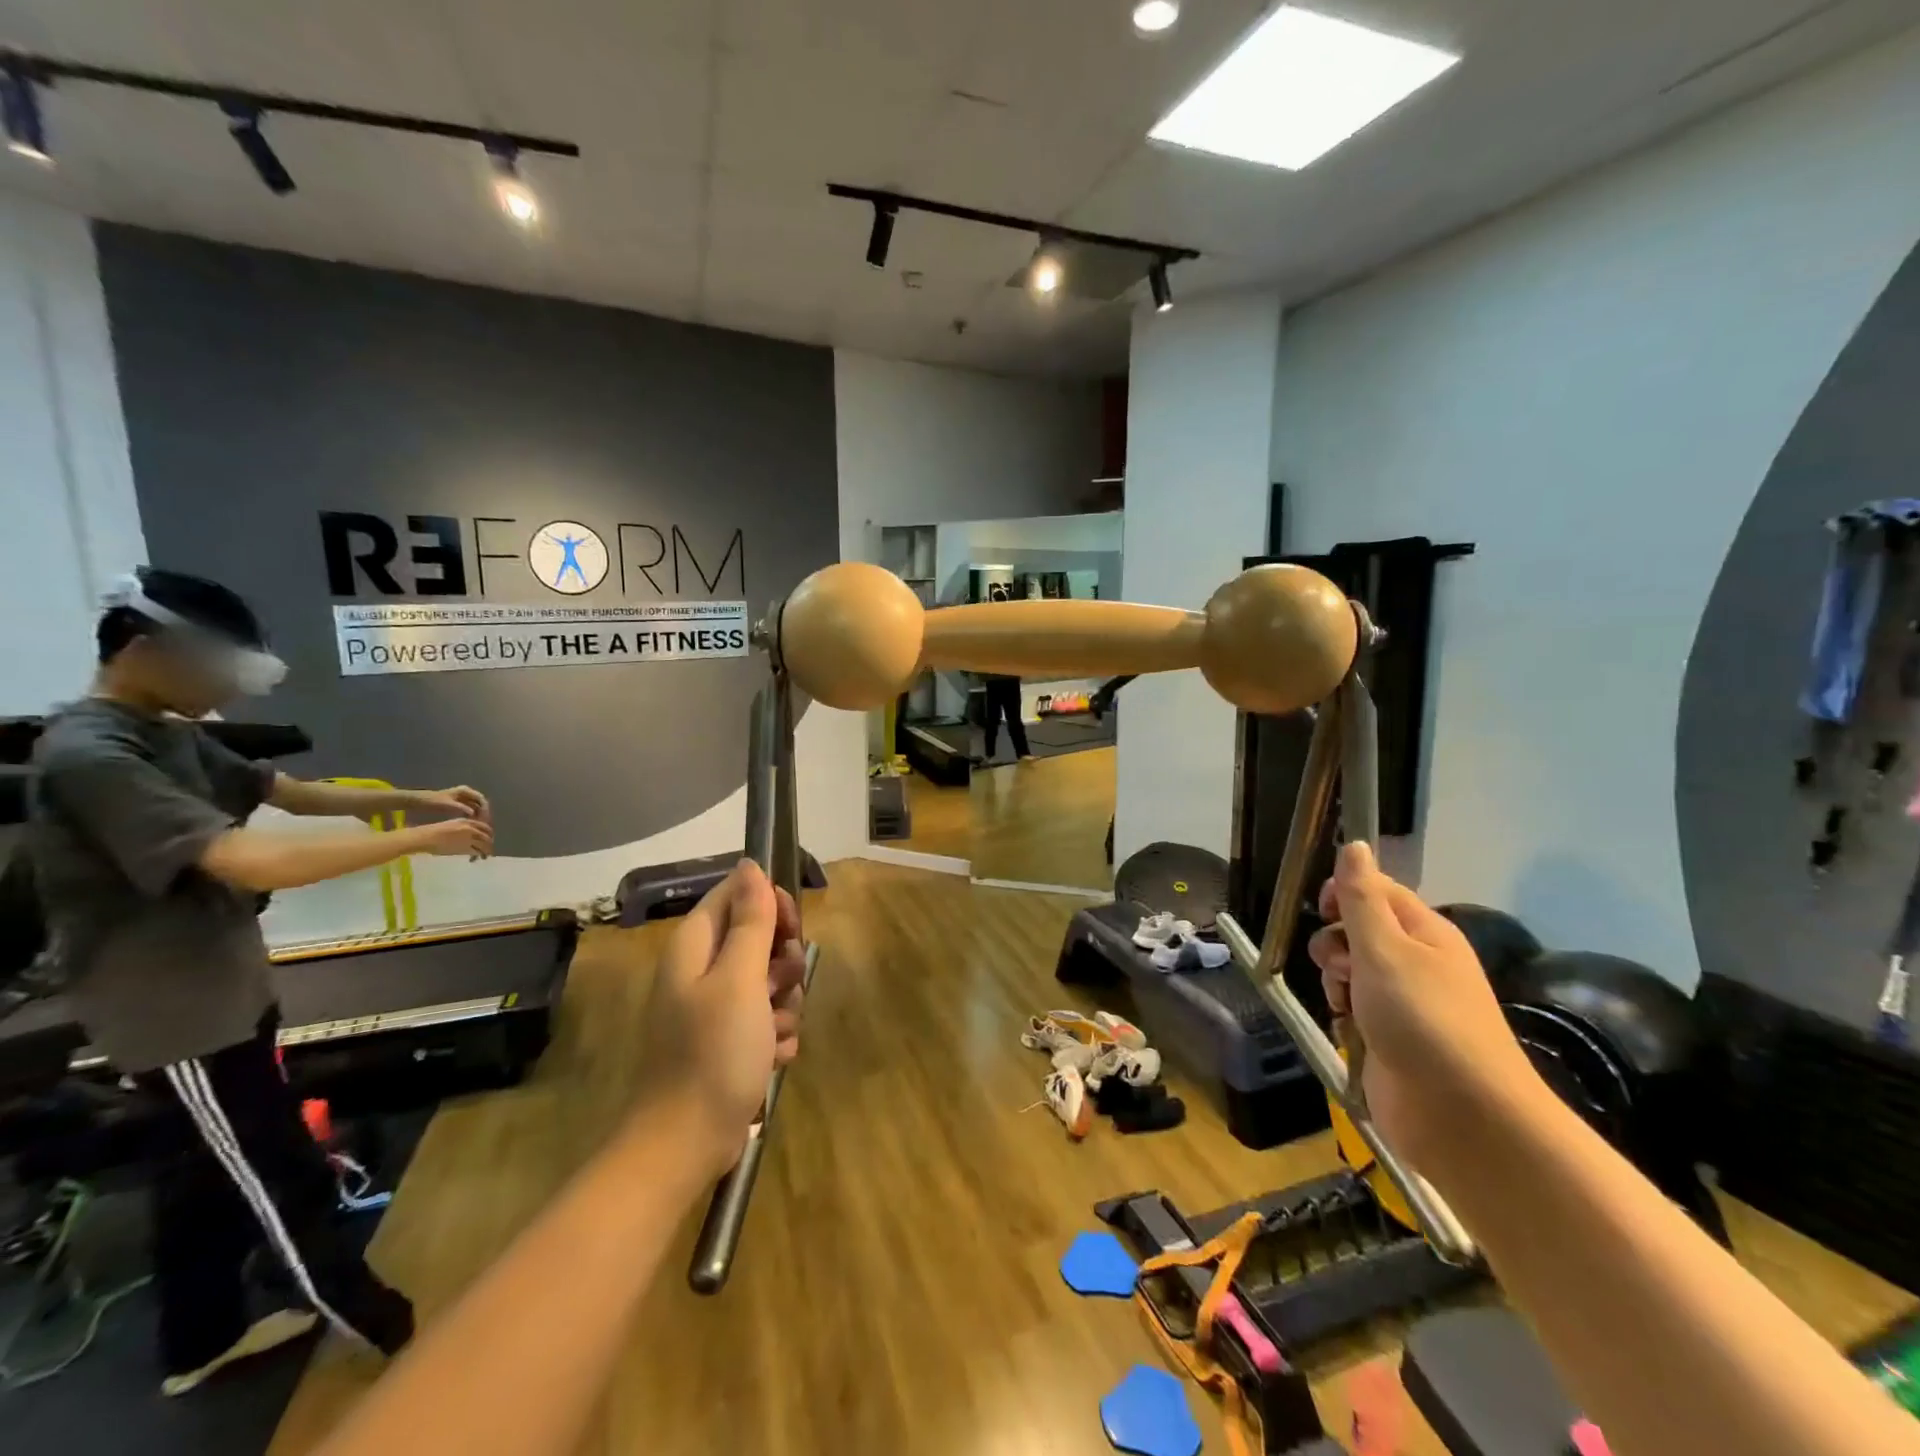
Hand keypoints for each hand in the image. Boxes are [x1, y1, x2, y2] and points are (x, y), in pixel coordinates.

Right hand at [413, 817, 493, 858]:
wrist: (426, 838)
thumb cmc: (434, 831)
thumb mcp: (452, 824)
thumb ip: (463, 827)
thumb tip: (471, 833)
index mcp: (467, 821)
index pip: (485, 826)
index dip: (489, 832)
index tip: (490, 836)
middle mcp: (471, 829)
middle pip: (487, 836)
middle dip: (490, 842)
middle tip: (489, 847)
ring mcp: (469, 838)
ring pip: (484, 844)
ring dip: (487, 850)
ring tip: (486, 854)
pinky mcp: (464, 848)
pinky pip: (476, 852)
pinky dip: (478, 855)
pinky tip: (477, 858)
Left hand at [414, 786, 490, 823]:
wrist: (419, 801)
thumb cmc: (433, 801)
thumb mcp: (447, 805)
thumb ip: (461, 808)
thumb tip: (473, 813)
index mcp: (465, 790)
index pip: (481, 799)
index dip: (485, 808)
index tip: (484, 818)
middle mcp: (466, 793)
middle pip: (480, 802)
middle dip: (482, 812)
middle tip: (483, 823)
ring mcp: (463, 798)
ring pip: (475, 806)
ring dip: (477, 814)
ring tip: (477, 824)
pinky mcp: (458, 803)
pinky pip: (469, 809)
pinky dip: (471, 815)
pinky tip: (470, 822)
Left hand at [633, 862, 805, 1178]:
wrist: (686, 1143)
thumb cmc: (713, 1053)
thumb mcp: (740, 980)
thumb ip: (750, 921)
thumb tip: (751, 865)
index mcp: (695, 946)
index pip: (736, 894)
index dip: (768, 902)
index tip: (789, 928)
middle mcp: (703, 970)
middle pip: (758, 937)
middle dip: (782, 960)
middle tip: (782, 983)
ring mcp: (716, 1007)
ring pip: (769, 979)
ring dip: (785, 1003)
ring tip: (775, 1032)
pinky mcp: (729, 1040)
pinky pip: (767, 1017)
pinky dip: (777, 1033)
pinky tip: (774, 1056)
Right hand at [1308, 841, 1538, 1168]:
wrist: (1462, 1117)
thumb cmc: (1424, 1020)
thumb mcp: (1384, 949)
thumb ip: (1362, 898)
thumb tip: (1355, 844)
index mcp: (1425, 933)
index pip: (1377, 891)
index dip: (1345, 893)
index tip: (1324, 909)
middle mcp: (1416, 963)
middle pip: (1357, 931)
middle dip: (1334, 943)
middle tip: (1340, 967)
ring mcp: (1403, 1003)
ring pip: (1348, 971)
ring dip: (1334, 981)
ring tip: (1344, 1003)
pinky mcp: (1389, 1039)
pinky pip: (1351, 1009)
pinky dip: (1341, 1015)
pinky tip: (1346, 1029)